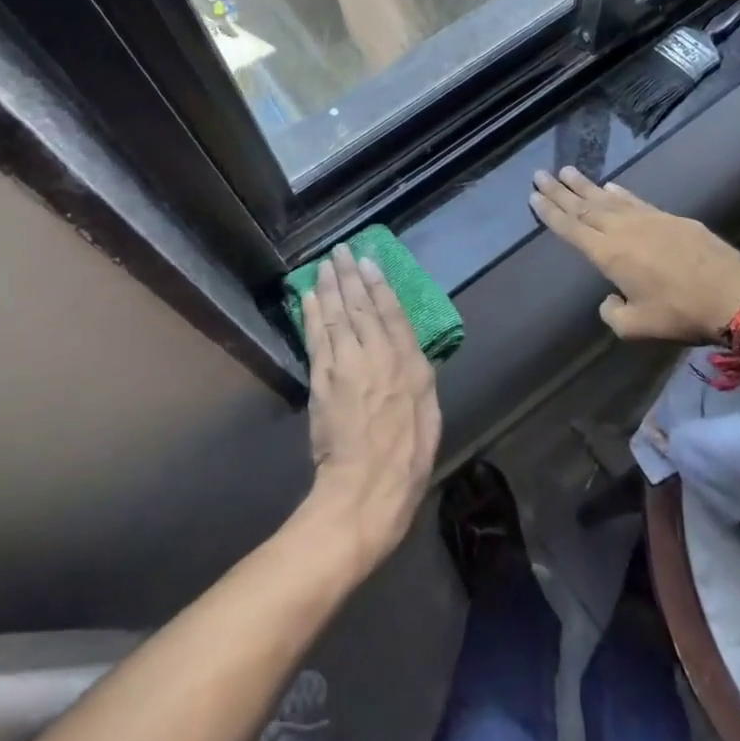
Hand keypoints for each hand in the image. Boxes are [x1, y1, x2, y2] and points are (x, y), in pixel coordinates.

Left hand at [300, 247, 441, 571]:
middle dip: (350, 276)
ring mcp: (348, 365)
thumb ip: (418, 379)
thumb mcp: (430, 416)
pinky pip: (316, 336)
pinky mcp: (323, 379)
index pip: (393, 313)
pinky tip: (309, 296)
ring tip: (325, 265)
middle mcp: (380, 356)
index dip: (379, 285)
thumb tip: (410, 355)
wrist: (367, 489)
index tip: (369, 262)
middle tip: (341, 251)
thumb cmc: (407, 459)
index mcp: (411, 365)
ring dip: (329, 287)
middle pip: (361, 306)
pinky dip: (312, 313)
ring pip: (336, 315)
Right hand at [531, 167, 739, 342]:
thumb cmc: (680, 314)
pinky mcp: (672, 218)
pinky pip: (636, 200)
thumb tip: (609, 299)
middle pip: (584, 206)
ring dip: (585, 185)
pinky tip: (611, 185)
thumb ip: (613, 313)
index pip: (571, 228)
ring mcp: (649, 219)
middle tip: (540, 173)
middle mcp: (623, 229)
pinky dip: (619, 192)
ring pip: (608, 198)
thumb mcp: (637, 326)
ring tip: (567, 171)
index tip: (533, 195)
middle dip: (560, 190)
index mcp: (608, 254)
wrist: (733, 295)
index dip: (550, 211)